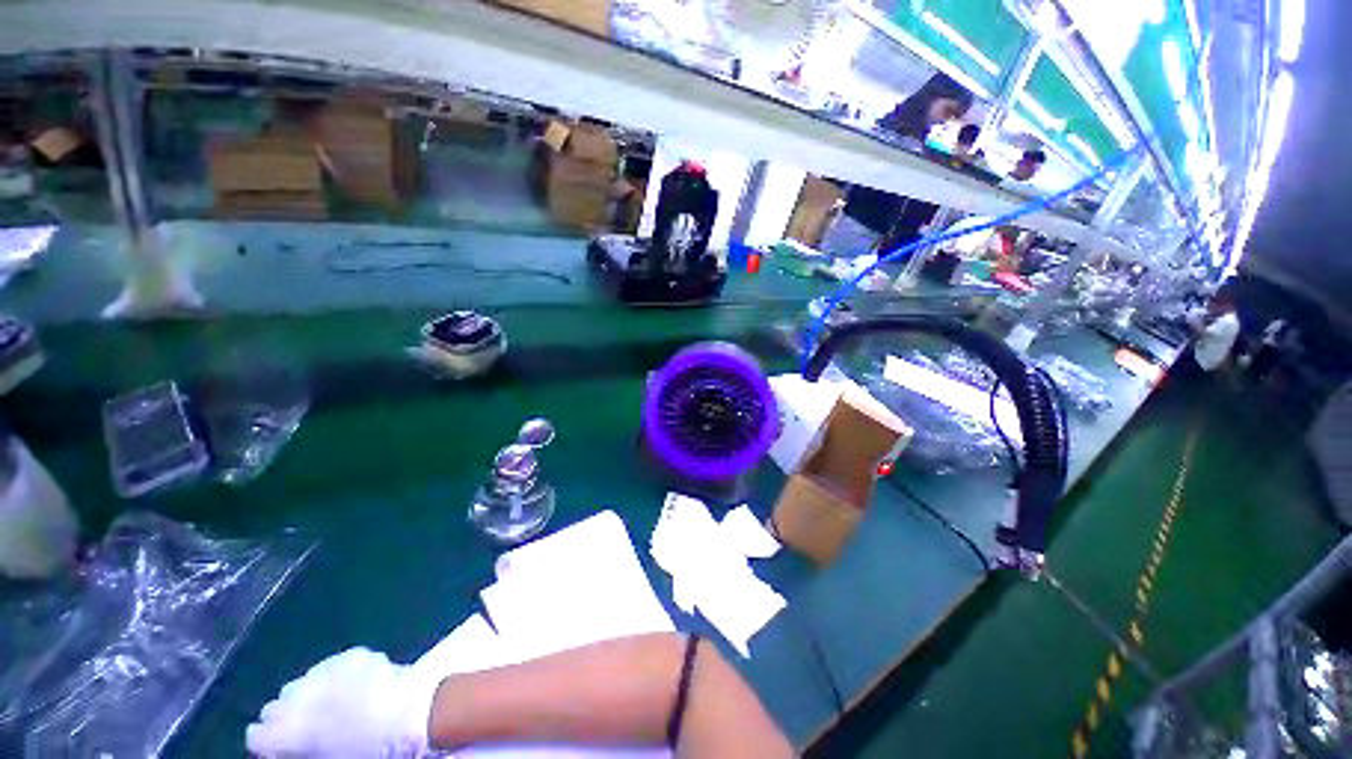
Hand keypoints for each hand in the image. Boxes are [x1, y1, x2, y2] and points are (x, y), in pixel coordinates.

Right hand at [246, 648, 440, 757]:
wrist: (409, 715)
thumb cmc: (367, 751)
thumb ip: (298, 753)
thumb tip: (291, 750)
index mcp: (286, 730)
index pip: (256, 735)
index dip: (269, 744)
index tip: (281, 749)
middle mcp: (296, 696)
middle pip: (277, 706)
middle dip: (288, 715)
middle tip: (309, 728)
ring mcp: (324, 671)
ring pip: (302, 683)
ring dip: (310, 694)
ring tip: (331, 706)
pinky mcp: (351, 655)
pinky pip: (333, 667)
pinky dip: (336, 676)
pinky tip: (351, 687)